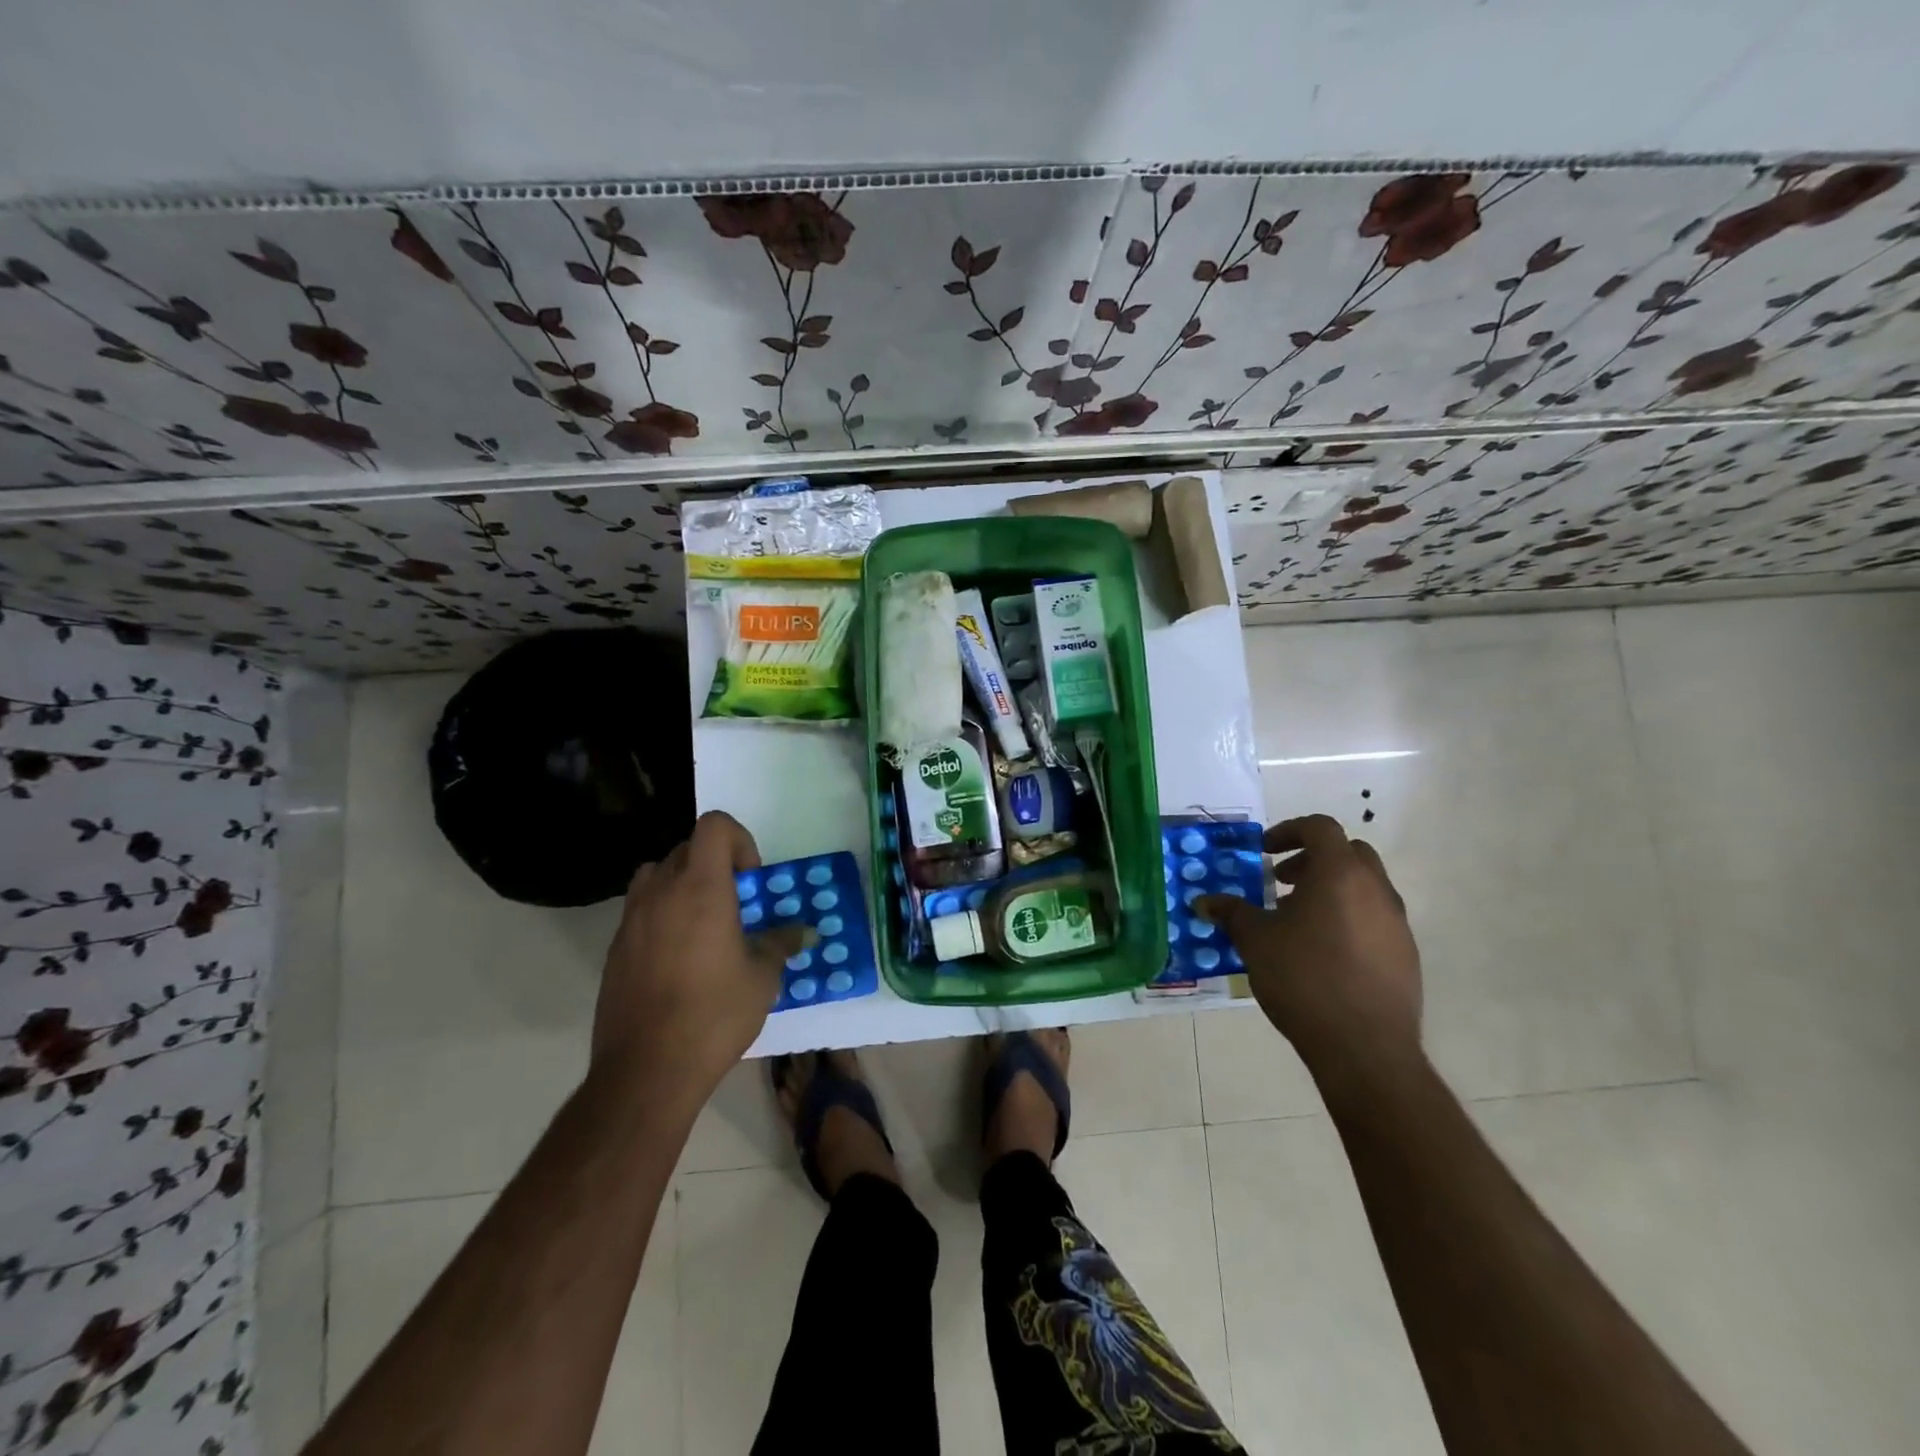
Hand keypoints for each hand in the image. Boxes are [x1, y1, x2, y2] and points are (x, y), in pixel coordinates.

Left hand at [590, 811, 808, 1106]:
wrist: (647, 1069)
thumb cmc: (715, 1015)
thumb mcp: (762, 978)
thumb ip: (780, 944)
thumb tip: (802, 932)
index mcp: (701, 887)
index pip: (714, 825)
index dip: (739, 840)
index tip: (750, 880)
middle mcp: (662, 892)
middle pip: (687, 848)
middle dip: (715, 865)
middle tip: (735, 905)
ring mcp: (631, 919)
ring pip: (657, 875)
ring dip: (683, 884)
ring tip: (703, 924)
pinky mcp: (615, 949)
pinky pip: (641, 910)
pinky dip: (662, 916)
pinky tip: (679, 959)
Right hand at [1197, 815, 1421, 1081]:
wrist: (1365, 1047)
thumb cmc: (1304, 979)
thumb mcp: (1256, 941)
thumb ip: (1232, 913)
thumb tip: (1204, 902)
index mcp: (1340, 874)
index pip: (1320, 827)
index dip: (1289, 831)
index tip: (1265, 852)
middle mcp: (1375, 889)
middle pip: (1348, 852)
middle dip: (1312, 859)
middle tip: (1282, 882)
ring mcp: (1397, 922)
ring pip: (1364, 886)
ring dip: (1331, 890)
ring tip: (1298, 922)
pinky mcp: (1406, 954)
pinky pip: (1375, 918)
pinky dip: (1348, 918)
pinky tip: (1323, 953)